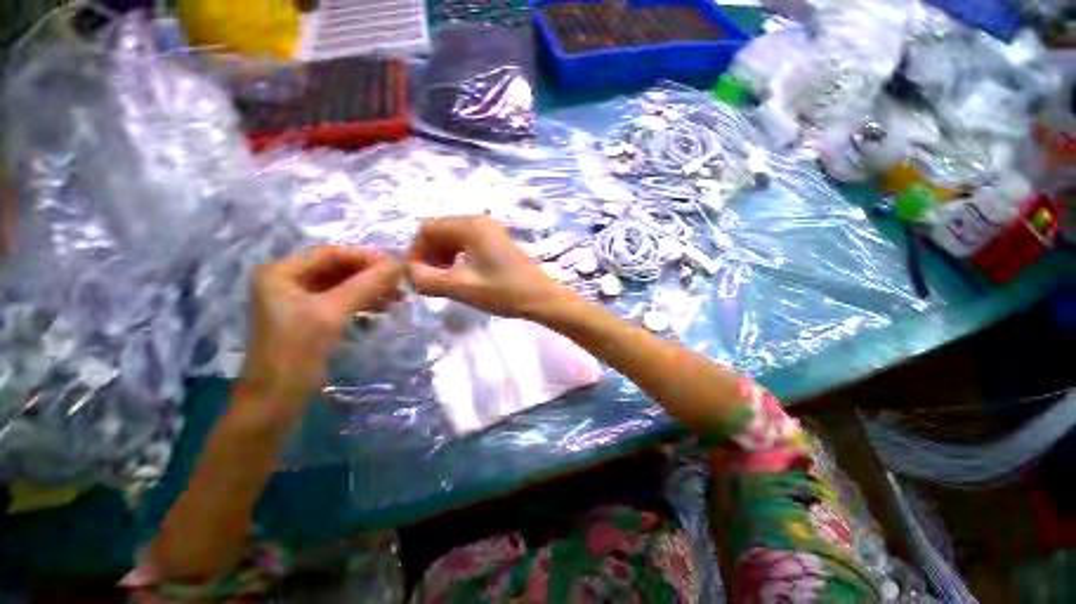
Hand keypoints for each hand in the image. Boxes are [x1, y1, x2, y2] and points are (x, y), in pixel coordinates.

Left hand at [239, 247, 402, 424]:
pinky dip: (362, 303)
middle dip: (369, 275)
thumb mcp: (332, 313)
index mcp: (280, 273)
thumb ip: (366, 285)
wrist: (275, 402)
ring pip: (341, 286)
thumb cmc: (296, 352)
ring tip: (397, 297)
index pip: (330, 254)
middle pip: (336, 269)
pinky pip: (340, 302)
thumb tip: (399, 264)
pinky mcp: (309, 319)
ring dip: (369, 289)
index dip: (365, 257)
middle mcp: (286, 282)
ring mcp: (297, 302)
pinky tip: (382, 308)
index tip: (396, 266)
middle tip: (400, 283)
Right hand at [406, 215, 574, 319]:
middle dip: (429, 255)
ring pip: (453, 238)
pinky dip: (457, 258)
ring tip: (444, 280)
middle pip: (440, 231)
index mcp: (469, 225)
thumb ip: (427, 279)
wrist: (541, 297)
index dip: (416, 252)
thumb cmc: (502, 291)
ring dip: (442, 257)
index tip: (417, 277)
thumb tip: (408, 273)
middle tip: (430, 281)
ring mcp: (490, 230)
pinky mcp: (497, 241)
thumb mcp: (461, 287)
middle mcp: (479, 220)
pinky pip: (468, 244)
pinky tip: (461, 275)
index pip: (427, 229)